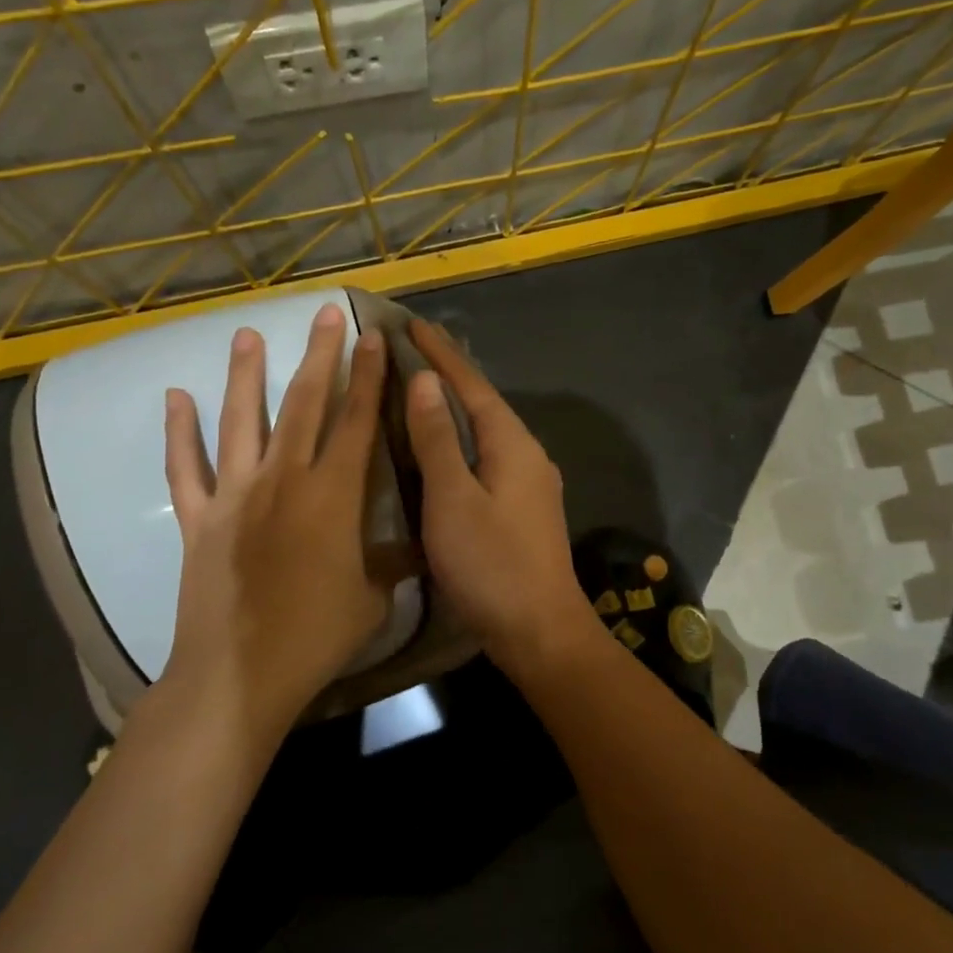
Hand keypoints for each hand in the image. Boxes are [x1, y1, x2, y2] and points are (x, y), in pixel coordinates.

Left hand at [158, 303, 389, 745]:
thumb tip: (415, 545)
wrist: (240, 673)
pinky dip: (179, 432)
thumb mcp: (372, 597)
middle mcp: (285, 480)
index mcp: (333, 495)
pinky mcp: (200, 518)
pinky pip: (186, 468)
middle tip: (324, 314)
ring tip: (246, 334)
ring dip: (246, 375)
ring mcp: (236, 495)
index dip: (367, 377)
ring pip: (242, 421)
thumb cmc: (316, 635)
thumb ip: (391, 561)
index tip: (372, 337)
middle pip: (304, 404)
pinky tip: (175, 398)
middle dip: (318, 356)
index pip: (356, 421)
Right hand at [403, 317, 601, 675]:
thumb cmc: (492, 564)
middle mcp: (527, 454)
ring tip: (422, 389)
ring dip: (455, 408)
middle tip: (412, 349)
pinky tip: (444, 449)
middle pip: (483, 403)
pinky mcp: (523, 509)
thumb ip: (438, 440)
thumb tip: (425, 383)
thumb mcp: (454, 499)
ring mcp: (530, 483)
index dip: (441, 354)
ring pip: (486, 432)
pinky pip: (488, 458)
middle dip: (449, 374)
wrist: (540, 630)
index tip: (412, 322)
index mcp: (512, 444)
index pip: (472, 385)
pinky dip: (462, 442)